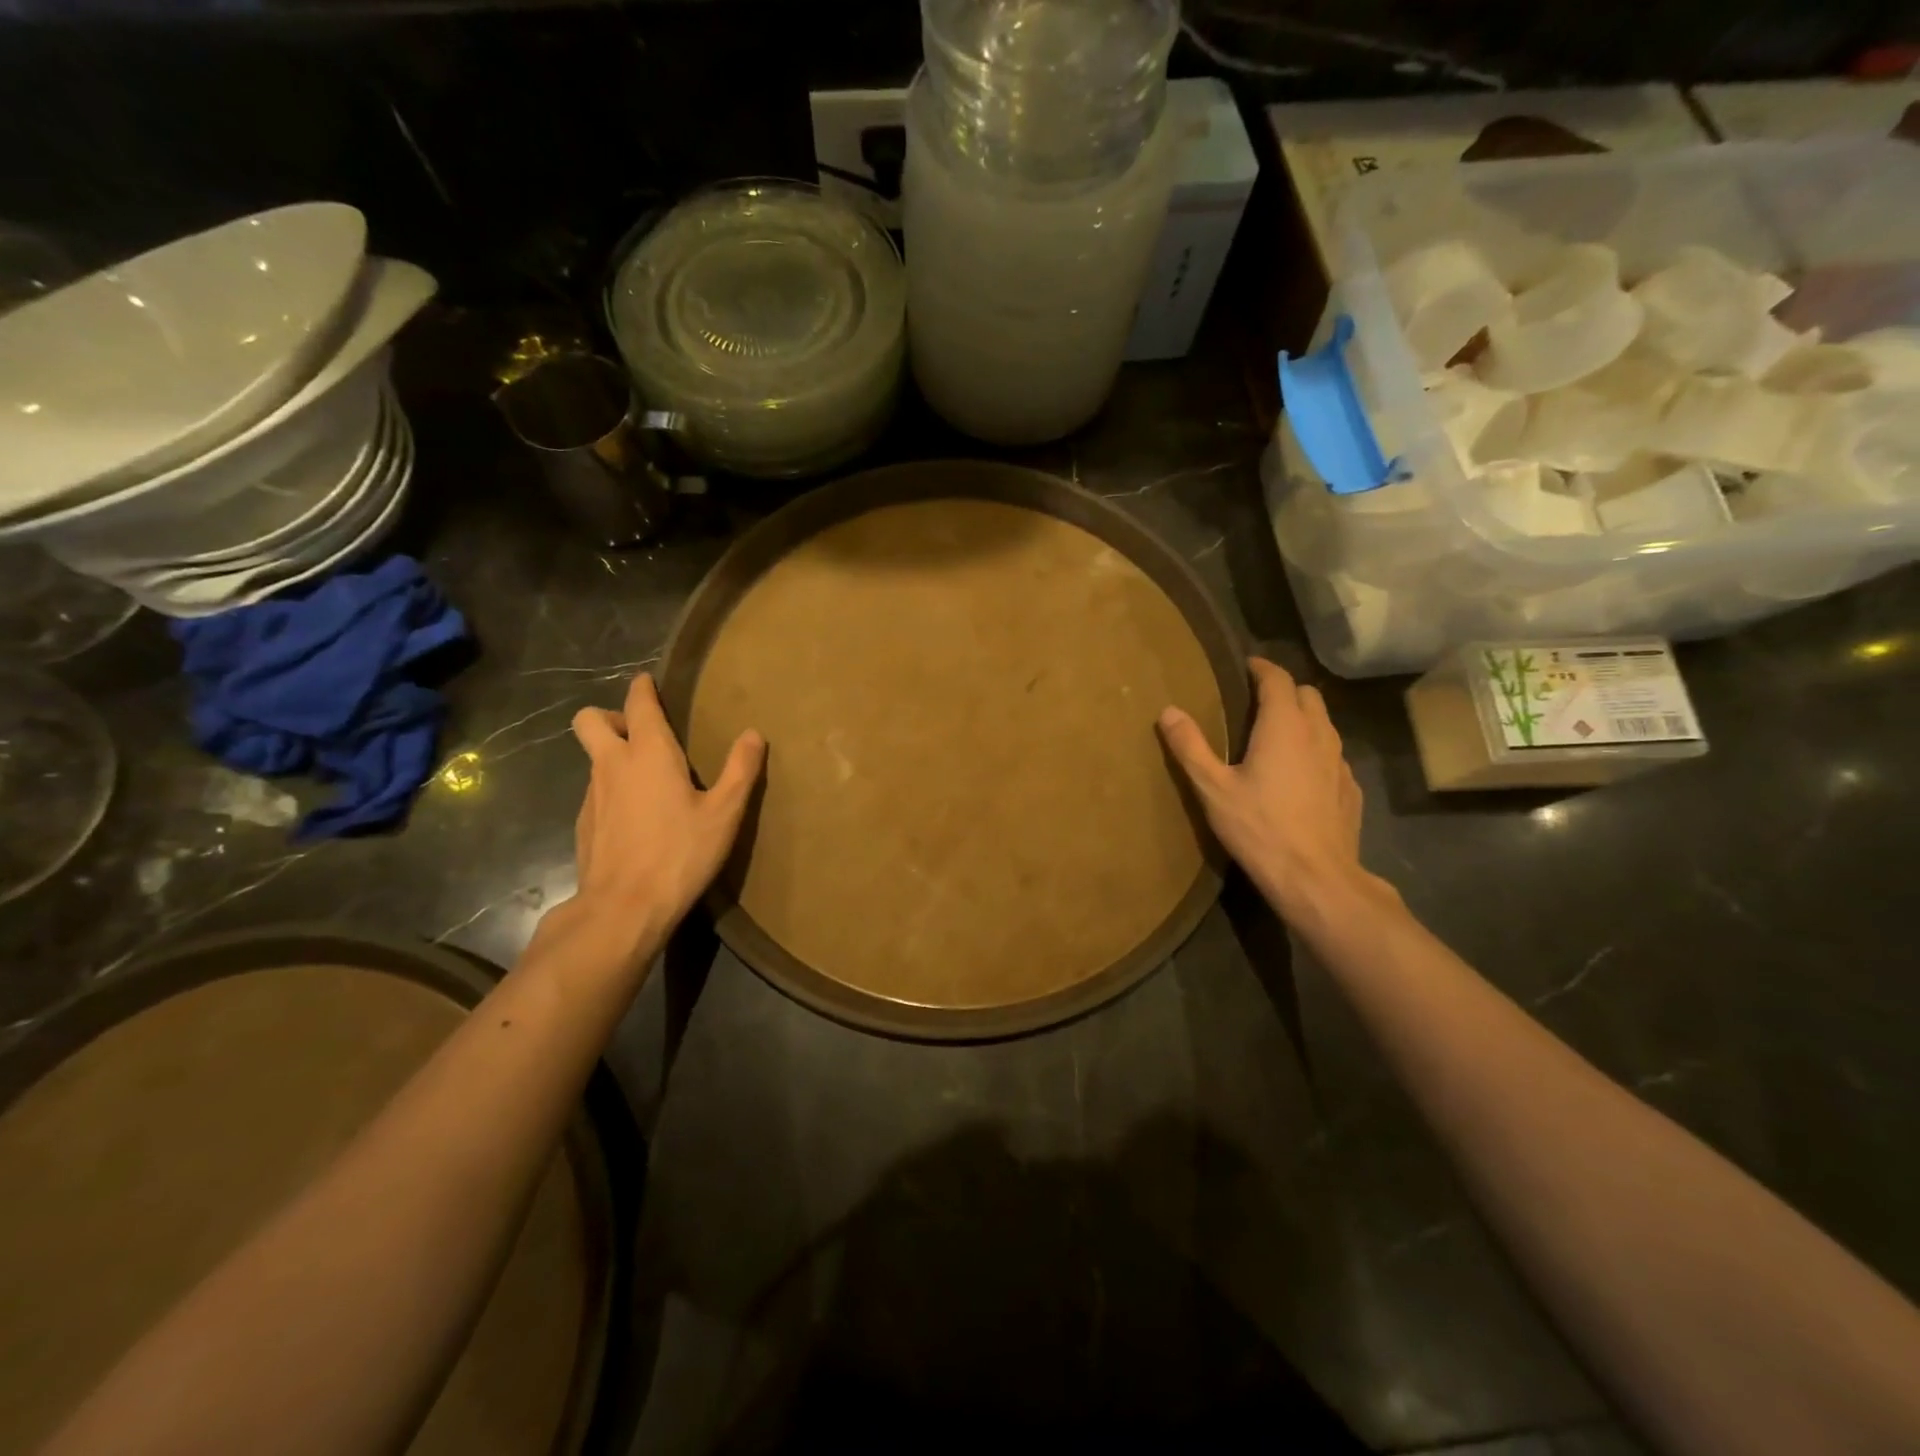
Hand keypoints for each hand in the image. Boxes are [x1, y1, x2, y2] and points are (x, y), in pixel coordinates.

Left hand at [566, 673, 764, 939]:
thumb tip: (753, 734)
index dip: (642, 688)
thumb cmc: (680, 853)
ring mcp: (591, 795)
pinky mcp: (583, 824)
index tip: (648, 682)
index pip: (638, 704)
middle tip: (641, 735)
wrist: (623, 908)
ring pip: (593, 759)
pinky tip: (636, 819)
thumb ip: (740, 769)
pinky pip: (595, 792)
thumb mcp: (724, 813)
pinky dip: (612, 791)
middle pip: (590, 720)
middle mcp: (612, 765)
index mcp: (648, 753)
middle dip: (612, 717)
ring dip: (613, 757)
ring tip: (648, 782)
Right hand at [1158, 657, 1378, 923]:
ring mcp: (1340, 762)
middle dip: (1284, 690)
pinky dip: (1315, 750)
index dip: (1262, 668)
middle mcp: (1318, 734)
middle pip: (1307, 694)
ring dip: (1302, 718)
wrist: (1316, 877)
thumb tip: (1168, 711)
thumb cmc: (1259, 828)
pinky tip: (1300, 774)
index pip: (1278, 679)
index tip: (1246, 666)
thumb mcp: (1212, 788)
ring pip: (1324, 723)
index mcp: (1284, 726)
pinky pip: (1333, 755)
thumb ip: (1190, 746)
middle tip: (1257, 701)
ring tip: (1277, 734)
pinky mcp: (1350, 788)